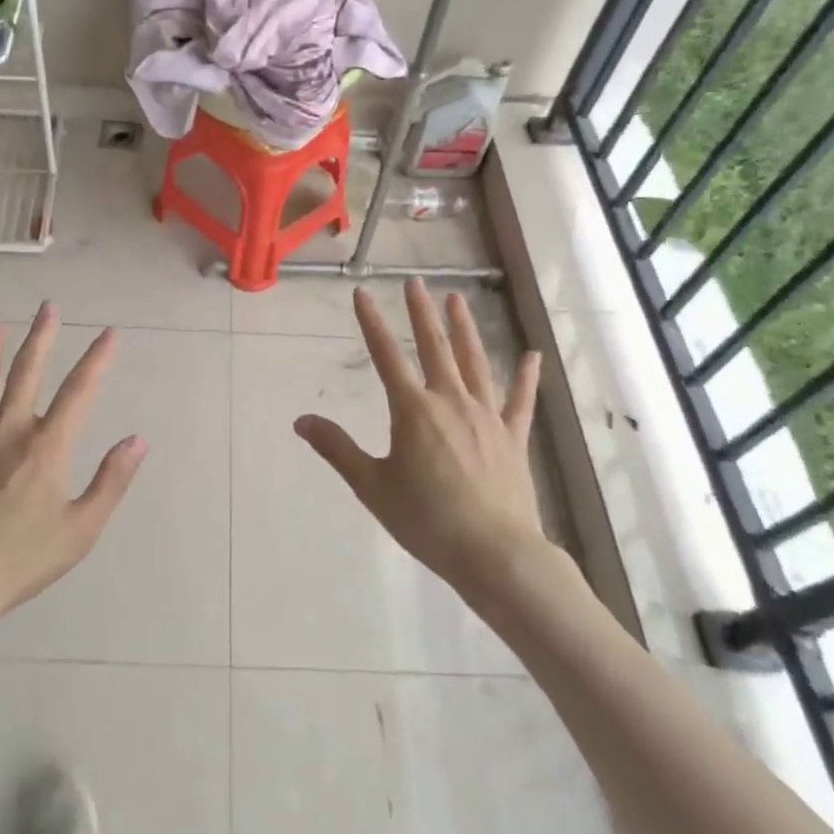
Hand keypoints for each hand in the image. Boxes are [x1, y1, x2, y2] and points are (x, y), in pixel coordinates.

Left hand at [0, 304, 146, 628]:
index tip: (110, 333)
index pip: (79, 391)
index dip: (97, 359)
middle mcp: (10, 432)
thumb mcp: (82, 528)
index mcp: (48, 447)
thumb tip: (138, 440)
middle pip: (27, 373)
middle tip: (48, 307)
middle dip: (41, 337)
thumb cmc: (23, 560)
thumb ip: (111, 481)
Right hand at [294, 279, 554, 602]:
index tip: (362, 294)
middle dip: (421, 312)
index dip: (371, 322)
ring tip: (457, 300)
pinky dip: (526, 376)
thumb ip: (338, 449)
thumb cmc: (426, 519)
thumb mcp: (371, 486)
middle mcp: (450, 400)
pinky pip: (520, 399)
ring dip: (465, 329)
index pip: (385, 355)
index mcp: (413, 409)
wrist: (493, 551)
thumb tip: (302, 421)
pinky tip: (532, 355)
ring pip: (475, 361)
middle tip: (416, 282)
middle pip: (434, 346)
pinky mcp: (512, 435)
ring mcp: (486, 415)